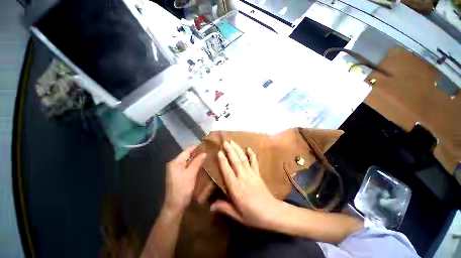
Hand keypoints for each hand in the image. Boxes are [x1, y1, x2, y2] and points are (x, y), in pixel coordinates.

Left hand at [164, 146, 206, 212]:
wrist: (175, 206)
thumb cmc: (182, 189)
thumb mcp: (191, 174)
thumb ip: (197, 162)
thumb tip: (204, 153)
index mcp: (175, 162)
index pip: (187, 151)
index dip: (196, 147)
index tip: (205, 144)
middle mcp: (174, 164)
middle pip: (187, 155)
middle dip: (197, 153)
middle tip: (208, 150)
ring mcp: (176, 170)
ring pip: (188, 161)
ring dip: (196, 159)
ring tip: (206, 156)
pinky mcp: (179, 175)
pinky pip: (188, 167)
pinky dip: (194, 164)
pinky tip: (201, 164)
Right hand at [211, 141, 282, 228]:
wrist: (272, 213)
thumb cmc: (253, 215)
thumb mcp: (237, 215)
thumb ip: (224, 208)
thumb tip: (210, 207)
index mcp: (236, 187)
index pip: (227, 171)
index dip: (223, 161)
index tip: (219, 152)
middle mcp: (243, 177)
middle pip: (235, 161)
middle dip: (230, 150)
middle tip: (225, 142)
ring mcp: (251, 174)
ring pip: (243, 159)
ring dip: (238, 149)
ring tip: (233, 142)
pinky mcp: (258, 174)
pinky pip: (254, 162)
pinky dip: (252, 154)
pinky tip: (249, 148)